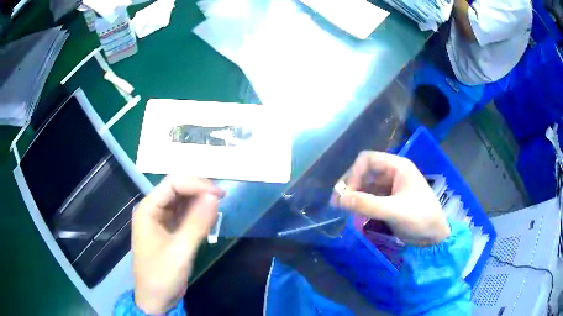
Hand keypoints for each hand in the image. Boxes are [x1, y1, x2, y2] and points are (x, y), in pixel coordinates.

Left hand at [132, 176, 223, 313]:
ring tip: (218, 206)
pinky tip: (209, 217)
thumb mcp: (180, 251)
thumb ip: (197, 223)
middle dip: (199, 190)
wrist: (155, 299)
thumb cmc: (162, 276)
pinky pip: (184, 215)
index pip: (172, 184)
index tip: (219, 194)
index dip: (196, 184)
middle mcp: (152, 209)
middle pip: (176, 189)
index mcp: (147, 209)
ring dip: (199, 201)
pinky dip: (197, 214)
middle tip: (222, 198)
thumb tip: (215, 196)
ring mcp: (160, 220)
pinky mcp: (168, 230)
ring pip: (181, 201)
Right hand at [339, 151, 449, 245]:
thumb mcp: (395, 211)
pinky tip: (353, 212)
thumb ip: (367, 204)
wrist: (434, 237)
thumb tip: (339, 199)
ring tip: (341, 209)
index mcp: (398, 167)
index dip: (354, 173)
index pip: (368, 160)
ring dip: (354, 195)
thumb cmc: (420, 218)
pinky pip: (370, 197)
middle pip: (365, 172)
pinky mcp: (389, 200)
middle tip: (338, 203)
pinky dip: (361, 203)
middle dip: (351, 185)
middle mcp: (393, 173)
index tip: (347, 193)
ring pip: (366, 185)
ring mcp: (391, 187)